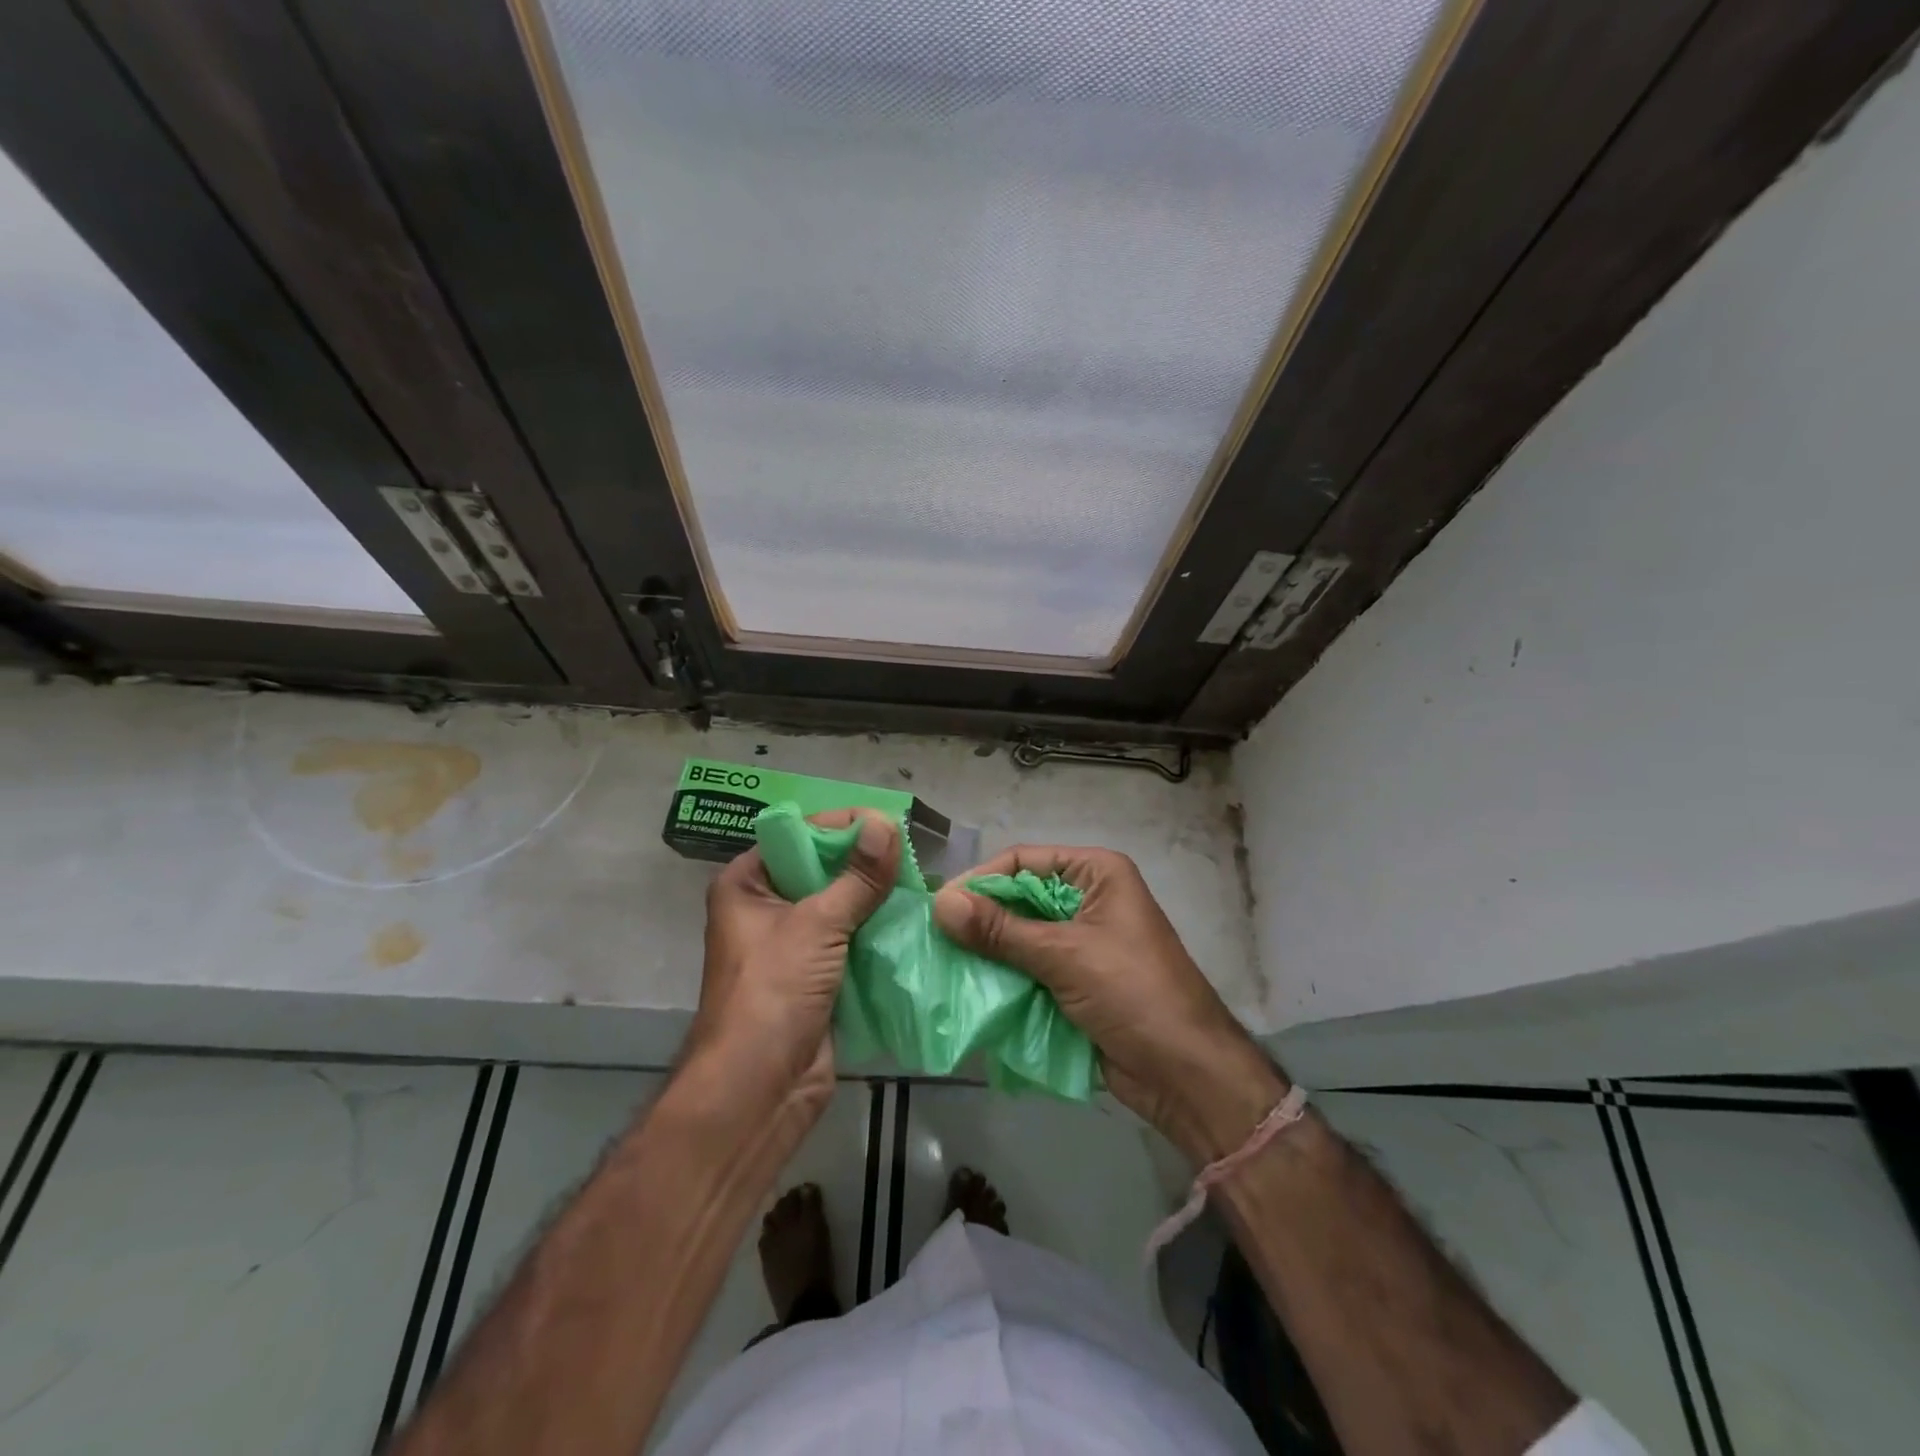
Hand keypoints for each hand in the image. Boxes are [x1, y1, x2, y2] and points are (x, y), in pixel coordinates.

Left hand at [688, 810, 898, 1118]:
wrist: (759, 1091)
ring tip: (921, 884)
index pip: (798, 836)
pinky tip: (913, 921)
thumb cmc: (773, 993)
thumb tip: (886, 823)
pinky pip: (852, 940)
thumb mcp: (816, 925)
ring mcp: (793, 944)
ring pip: (842, 906)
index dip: (841, 827)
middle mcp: (767, 908)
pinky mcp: (818, 976)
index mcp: (747, 884)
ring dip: (876, 899)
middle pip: (822, 870)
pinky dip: (878, 932)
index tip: (888, 824)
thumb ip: (857, 877)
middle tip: (912, 854)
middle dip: (865, 864)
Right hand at [933, 846, 1286, 1163]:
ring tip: (942, 965)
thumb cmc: (1133, 994)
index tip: (939, 905)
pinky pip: (1027, 970)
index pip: (1024, 862)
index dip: (981, 880)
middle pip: (1019, 899)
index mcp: (1096, 874)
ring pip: (1019, 937)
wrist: (1185, 1074)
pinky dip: (1002, 979)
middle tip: (934, 938)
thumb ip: (1000, 930)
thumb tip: (939, 903)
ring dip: (987, 952)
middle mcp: (1087, 900)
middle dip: (980, 920)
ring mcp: (1080, 943)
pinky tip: (968, 989)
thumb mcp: (1064, 955)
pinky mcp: (1074, 981)